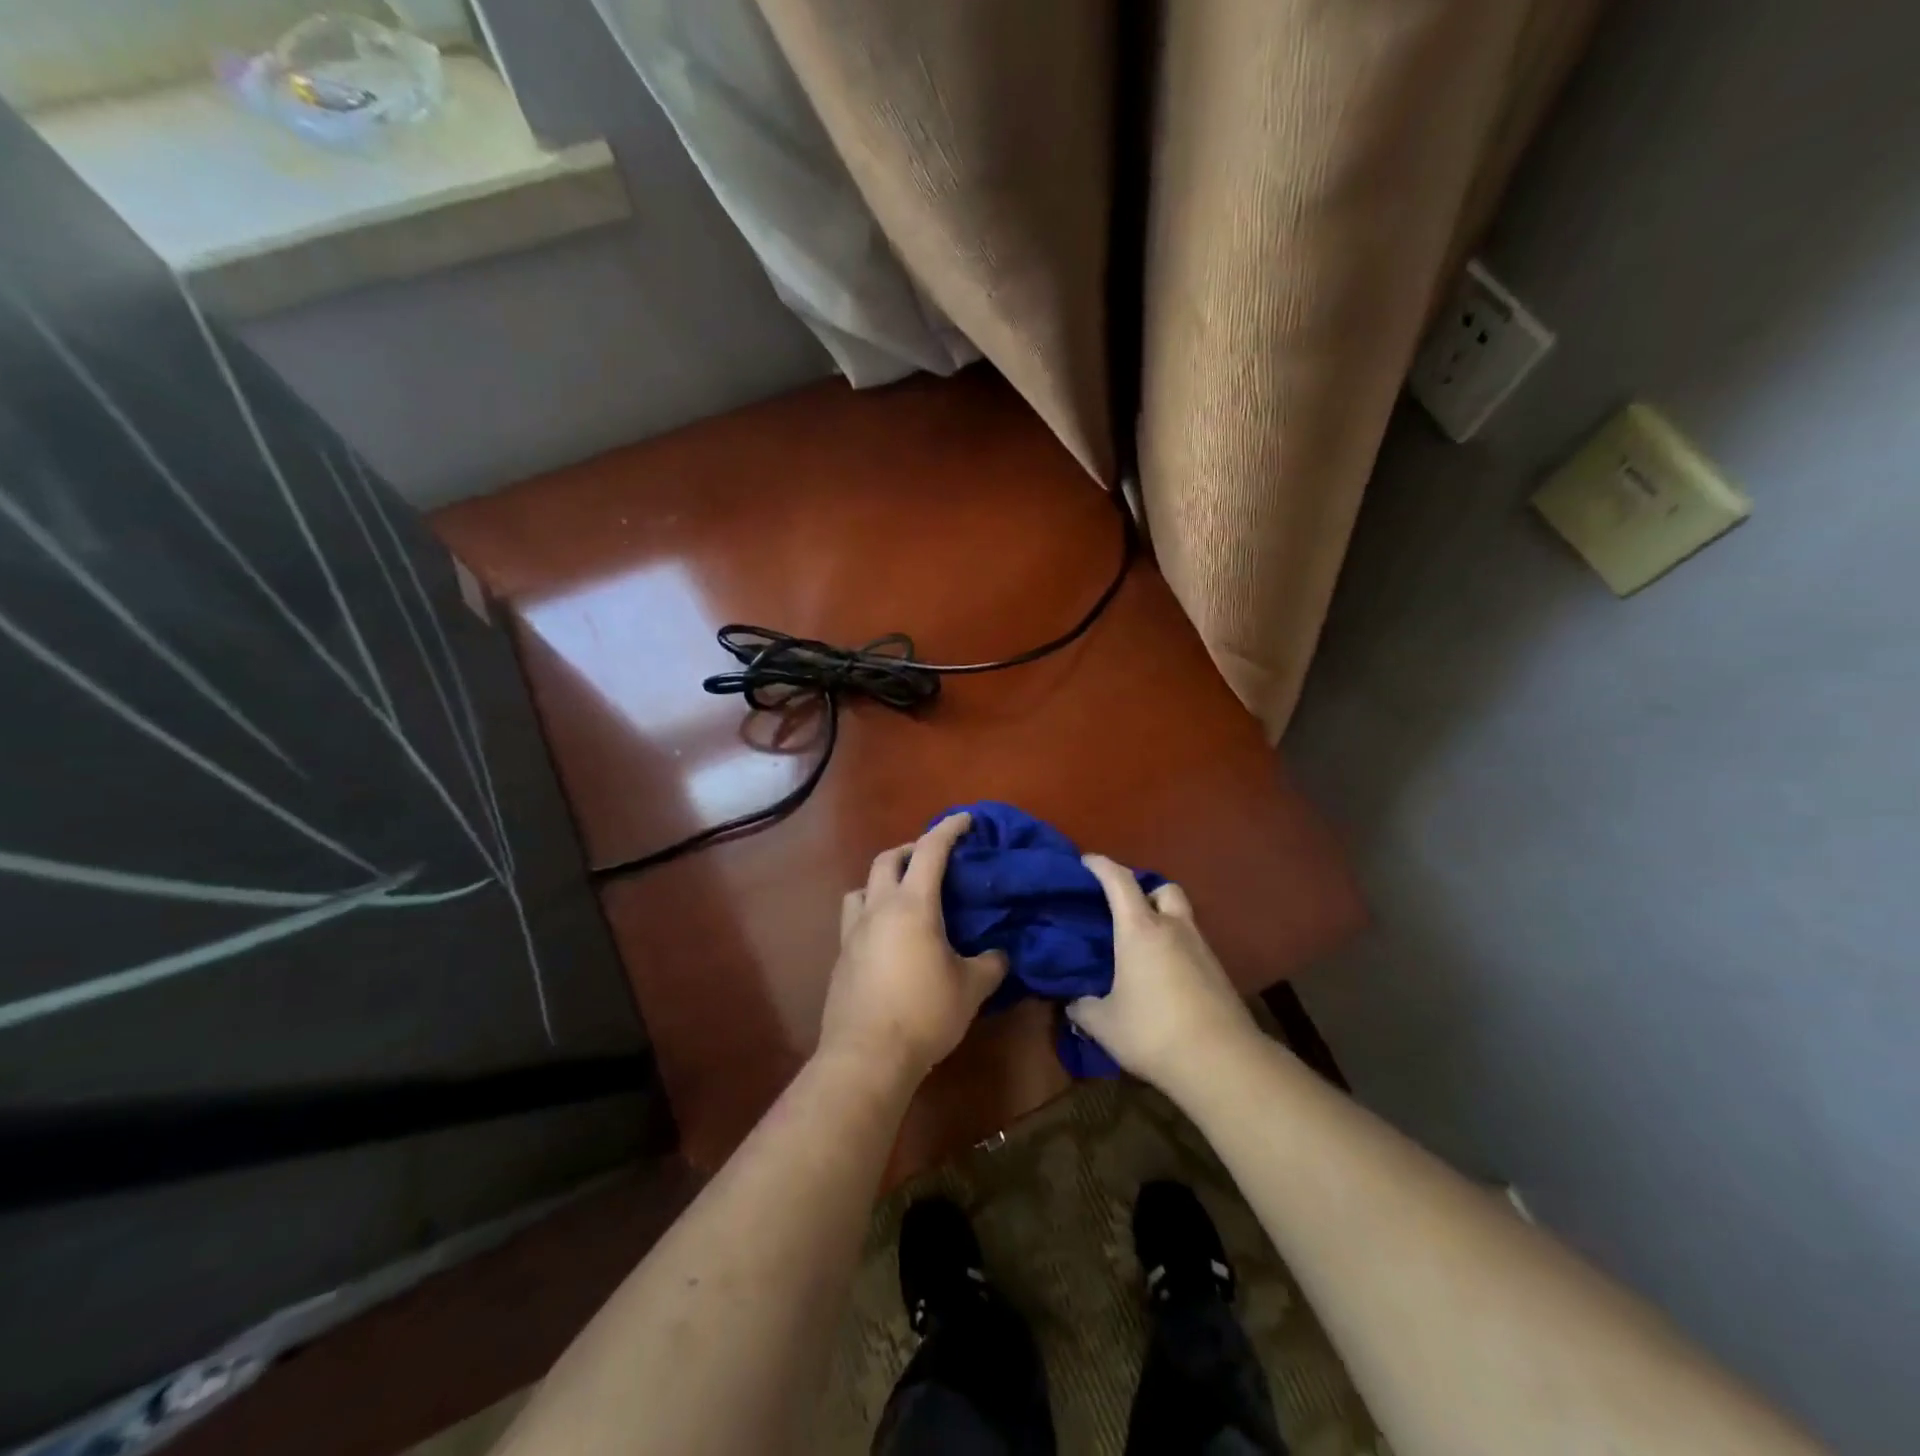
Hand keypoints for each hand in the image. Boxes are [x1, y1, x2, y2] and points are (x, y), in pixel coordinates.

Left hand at [818, 813, 1007, 1083]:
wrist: (867, 1055)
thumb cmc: (925, 1014)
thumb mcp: (971, 989)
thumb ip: (991, 964)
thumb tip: (1000, 953)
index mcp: (913, 905)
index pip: (931, 851)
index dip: (948, 829)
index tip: (965, 819)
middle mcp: (879, 908)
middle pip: (887, 859)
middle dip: (911, 849)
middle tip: (933, 859)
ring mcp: (854, 932)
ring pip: (862, 887)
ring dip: (882, 880)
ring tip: (902, 897)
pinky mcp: (841, 957)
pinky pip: (855, 919)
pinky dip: (872, 913)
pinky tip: (888, 938)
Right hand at [1067, 855, 1258, 1090]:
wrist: (1222, 1062)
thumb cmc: (1153, 1032)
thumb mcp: (1104, 1025)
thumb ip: (1083, 1008)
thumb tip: (1072, 1003)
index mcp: (1140, 930)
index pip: (1119, 881)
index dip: (1101, 866)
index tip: (1086, 861)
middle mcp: (1173, 928)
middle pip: (1163, 888)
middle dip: (1144, 890)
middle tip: (1124, 909)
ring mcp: (1201, 948)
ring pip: (1181, 916)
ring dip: (1163, 920)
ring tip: (1142, 945)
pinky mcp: (1218, 972)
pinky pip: (1192, 944)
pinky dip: (1176, 947)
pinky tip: (1164, 974)